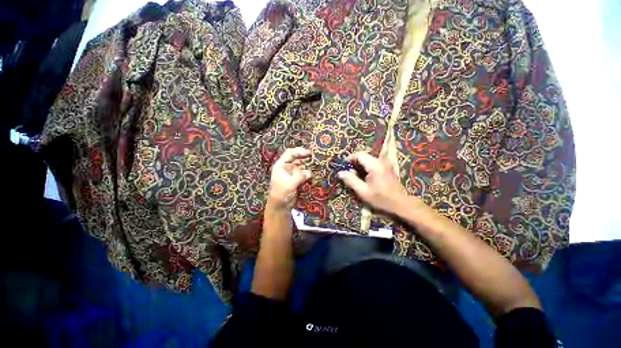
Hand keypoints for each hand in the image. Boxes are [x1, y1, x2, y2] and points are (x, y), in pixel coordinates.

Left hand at [267, 147, 312, 209]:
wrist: (280, 206)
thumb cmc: (281, 193)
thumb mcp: (290, 184)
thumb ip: (300, 176)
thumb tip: (310, 173)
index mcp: (281, 165)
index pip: (290, 153)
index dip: (299, 151)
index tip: (309, 152)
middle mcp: (287, 167)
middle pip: (297, 158)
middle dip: (305, 157)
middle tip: (316, 157)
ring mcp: (292, 173)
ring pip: (301, 165)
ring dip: (308, 165)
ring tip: (317, 164)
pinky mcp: (297, 179)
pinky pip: (304, 173)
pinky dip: (309, 173)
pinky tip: (314, 173)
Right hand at [337, 152, 407, 213]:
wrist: (401, 204)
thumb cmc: (381, 199)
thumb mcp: (363, 192)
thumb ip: (351, 181)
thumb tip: (340, 173)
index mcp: (375, 165)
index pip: (359, 155)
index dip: (349, 158)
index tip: (343, 166)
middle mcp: (381, 161)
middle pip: (364, 156)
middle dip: (354, 162)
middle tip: (348, 172)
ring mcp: (386, 163)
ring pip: (368, 159)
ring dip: (360, 165)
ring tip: (354, 175)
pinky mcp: (387, 167)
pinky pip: (374, 162)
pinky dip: (366, 167)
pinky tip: (364, 176)